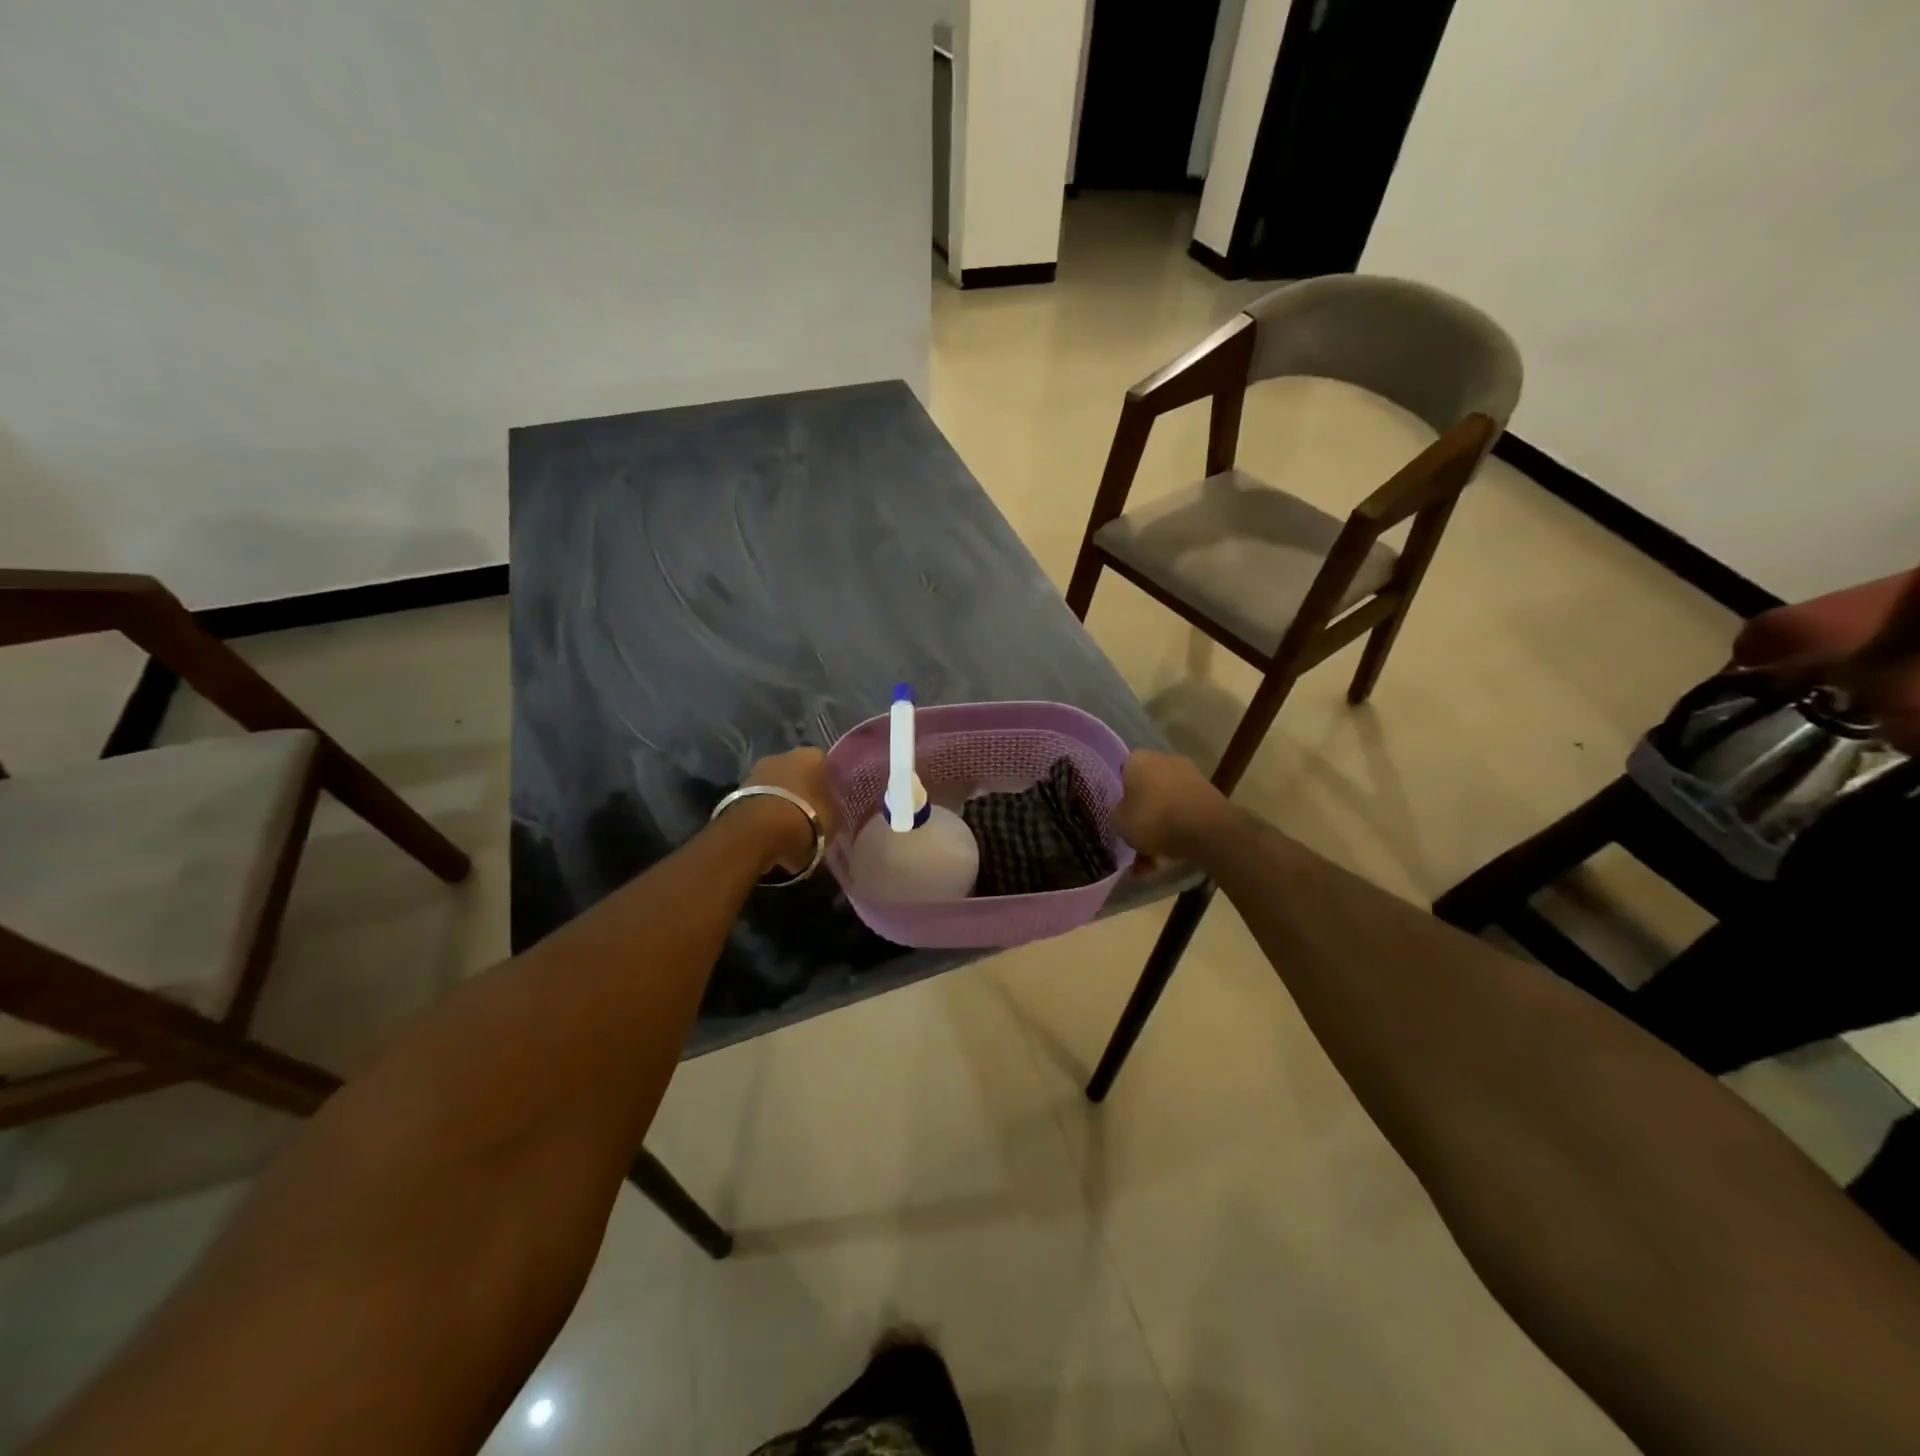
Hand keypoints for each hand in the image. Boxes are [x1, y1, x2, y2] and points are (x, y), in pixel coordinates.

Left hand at [742, 747, 841, 872]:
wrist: (758, 833)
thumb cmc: (806, 819)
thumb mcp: (835, 818)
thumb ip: (833, 808)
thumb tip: (830, 808)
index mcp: (813, 755)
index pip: (826, 766)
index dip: (829, 786)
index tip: (831, 804)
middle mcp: (783, 755)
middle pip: (797, 773)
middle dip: (802, 792)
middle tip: (810, 817)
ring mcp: (756, 771)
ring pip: (776, 787)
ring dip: (782, 802)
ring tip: (789, 829)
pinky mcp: (737, 791)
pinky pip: (760, 801)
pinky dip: (765, 814)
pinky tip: (771, 834)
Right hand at [1114, 751, 1231, 864]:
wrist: (1207, 829)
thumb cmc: (1153, 818)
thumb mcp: (1119, 823)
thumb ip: (1116, 815)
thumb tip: (1122, 814)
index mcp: (1137, 759)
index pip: (1122, 775)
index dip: (1119, 798)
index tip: (1120, 818)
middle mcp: (1163, 759)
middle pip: (1146, 790)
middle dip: (1142, 817)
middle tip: (1136, 841)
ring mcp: (1189, 775)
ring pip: (1166, 805)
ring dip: (1160, 829)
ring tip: (1153, 861)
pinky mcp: (1208, 793)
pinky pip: (1184, 813)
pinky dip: (1178, 831)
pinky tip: (1172, 857)